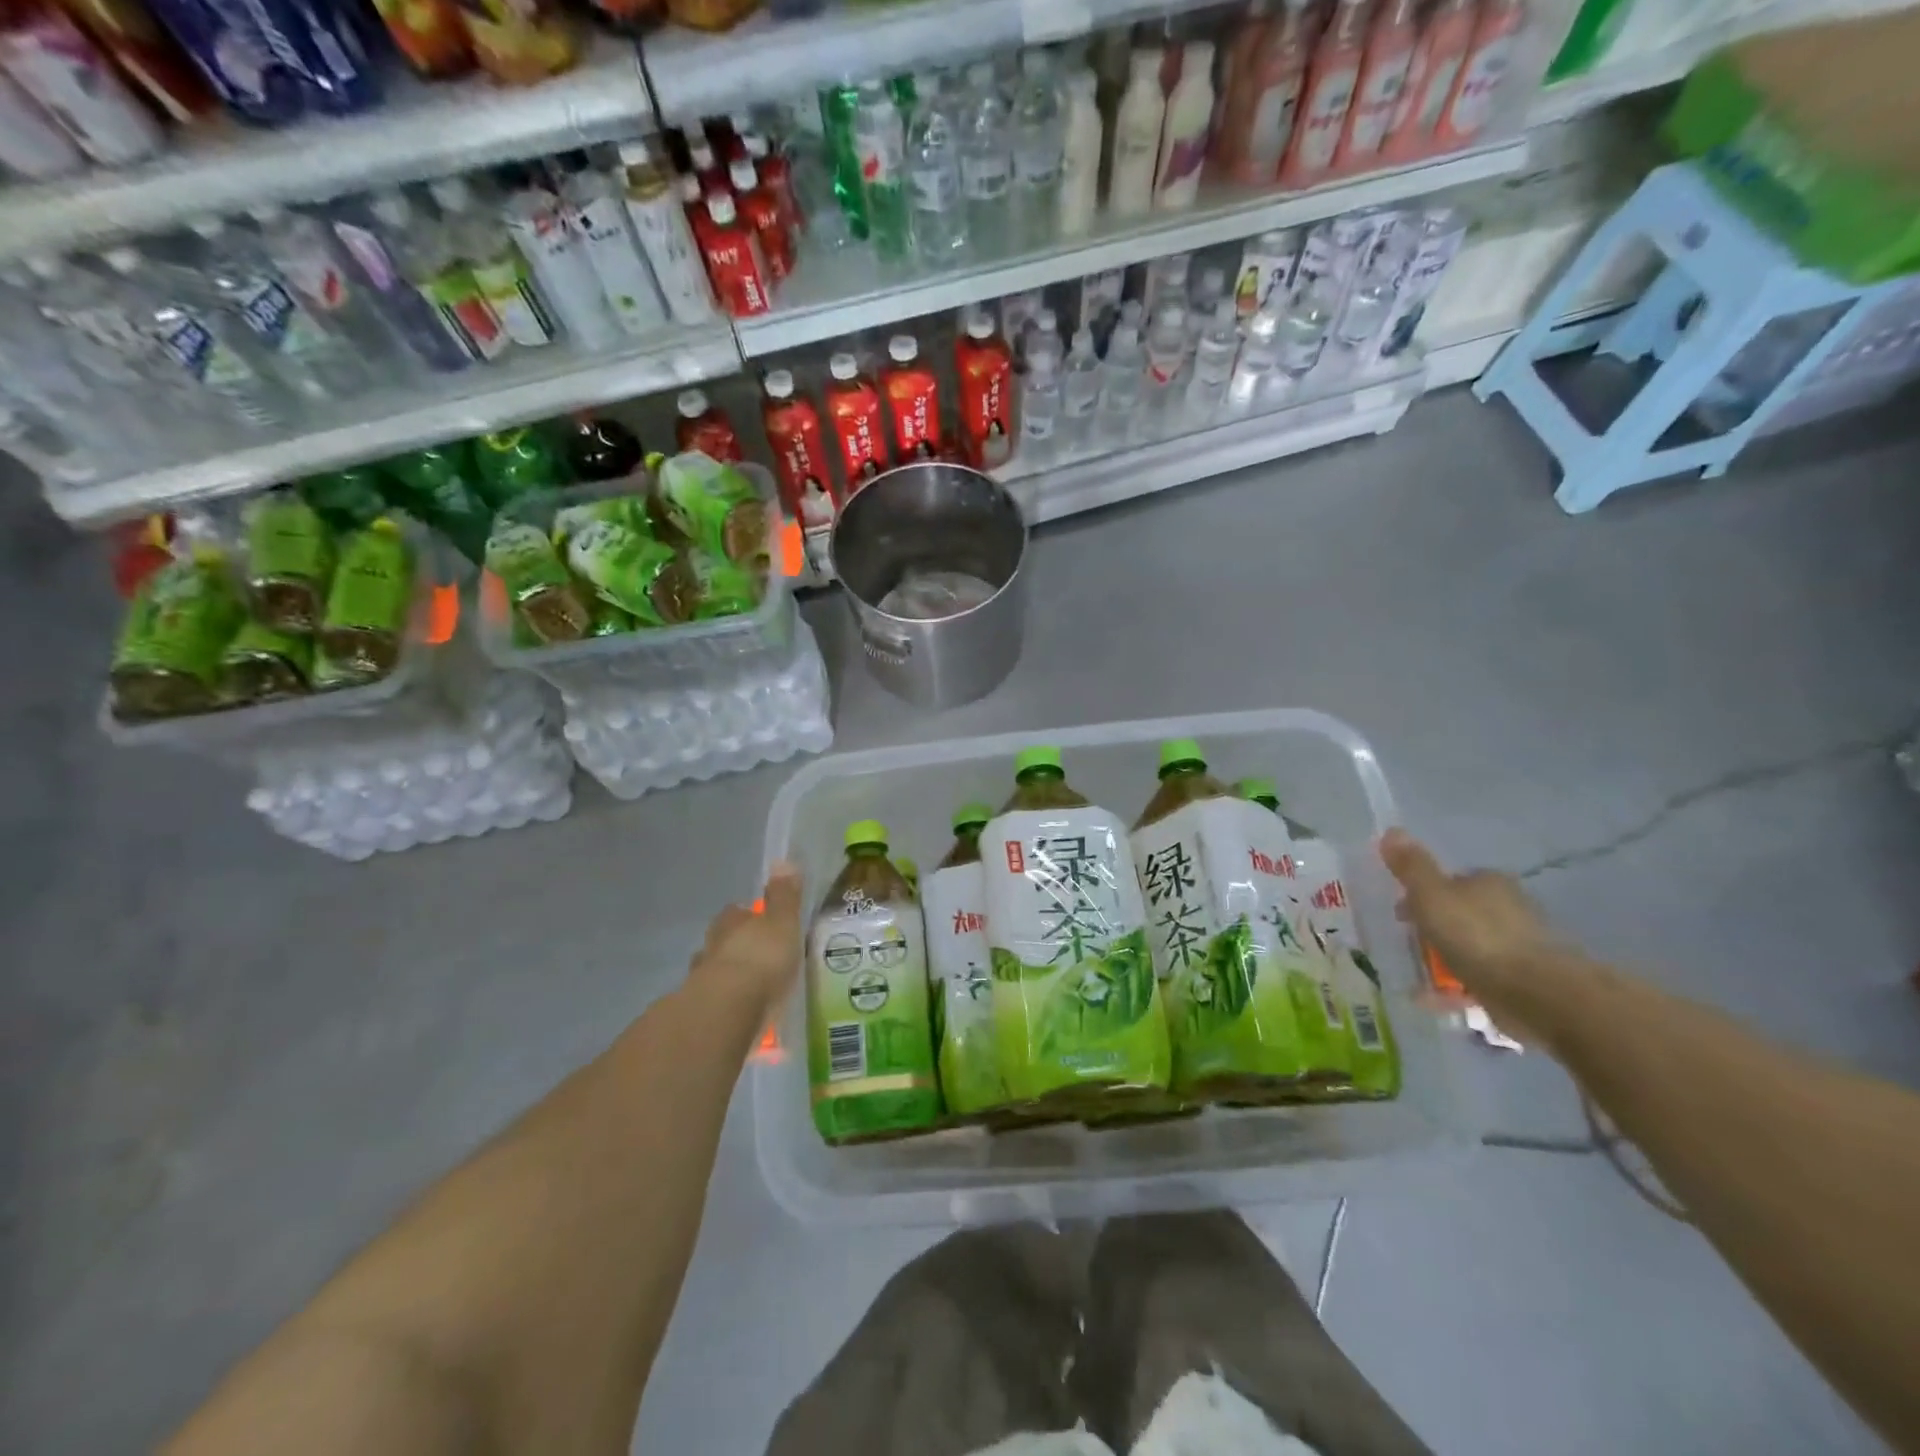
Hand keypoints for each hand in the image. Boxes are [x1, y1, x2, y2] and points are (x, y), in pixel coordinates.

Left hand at [690, 862, 804, 1015]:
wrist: (728, 1010)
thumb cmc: (761, 958)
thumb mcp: (783, 923)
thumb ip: (784, 896)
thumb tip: (783, 861)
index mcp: (731, 923)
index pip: (735, 913)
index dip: (747, 916)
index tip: (759, 922)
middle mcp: (711, 947)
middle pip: (722, 942)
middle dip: (735, 946)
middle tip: (756, 955)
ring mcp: (702, 981)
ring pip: (716, 973)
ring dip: (729, 977)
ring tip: (751, 987)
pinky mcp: (702, 1013)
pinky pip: (718, 1004)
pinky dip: (729, 1005)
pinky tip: (743, 1013)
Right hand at [1379, 829, 1583, 1047]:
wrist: (1538, 994)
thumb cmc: (1477, 936)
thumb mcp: (1432, 896)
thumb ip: (1411, 867)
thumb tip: (1391, 830)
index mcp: (1488, 882)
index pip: (1451, 881)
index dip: (1422, 894)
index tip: (1400, 914)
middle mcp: (1508, 908)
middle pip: (1460, 913)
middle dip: (1434, 927)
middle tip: (1405, 943)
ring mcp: (1519, 946)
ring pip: (1470, 947)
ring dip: (1445, 959)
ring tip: (1415, 976)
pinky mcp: (1523, 981)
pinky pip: (1479, 979)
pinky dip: (1456, 987)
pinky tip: (1434, 1000)